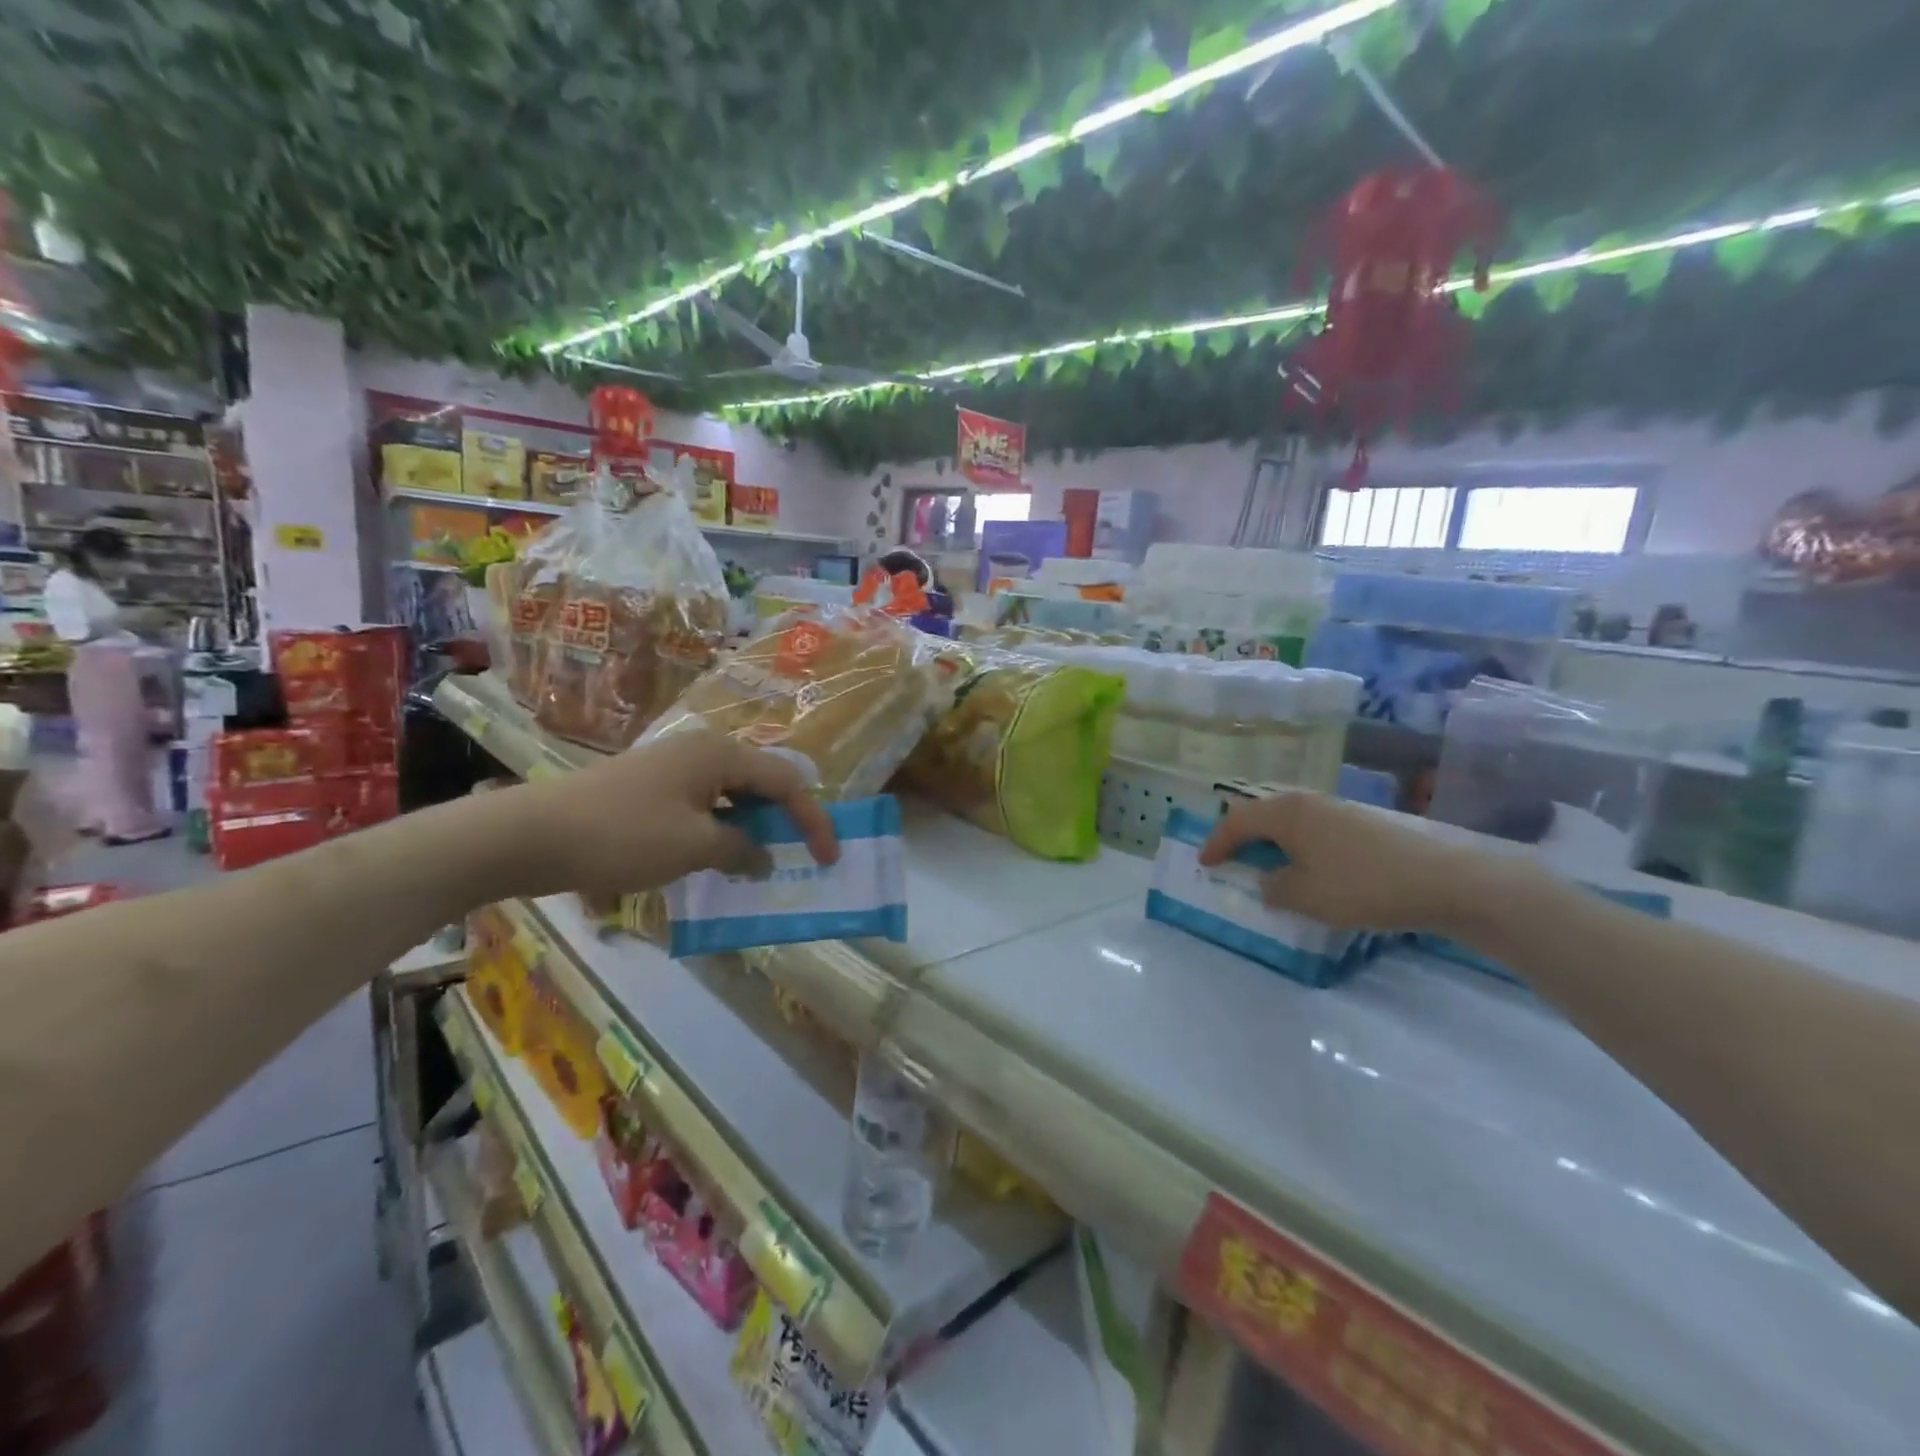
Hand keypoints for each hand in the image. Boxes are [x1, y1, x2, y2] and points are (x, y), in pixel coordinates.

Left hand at [515, 731, 838, 900]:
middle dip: (784, 820)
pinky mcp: (651, 787)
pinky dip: (721, 828)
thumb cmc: (624, 835)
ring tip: (762, 861)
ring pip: (732, 794)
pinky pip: (704, 803)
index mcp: (720, 754)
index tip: (828, 857)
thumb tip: (764, 857)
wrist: (533, 835)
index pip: (786, 782)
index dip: (812, 820)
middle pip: (761, 782)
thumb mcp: (694, 847)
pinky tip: (719, 856)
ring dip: (752, 827)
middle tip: (799, 856)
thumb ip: (740, 849)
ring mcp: (673, 767)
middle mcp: (701, 750)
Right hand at [1198, 790, 1529, 933]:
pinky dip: (1297, 845)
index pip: (1236, 821)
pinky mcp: (1362, 822)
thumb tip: (1267, 880)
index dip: (1216, 842)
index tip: (1204, 863)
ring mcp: (1338, 809)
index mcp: (1285, 813)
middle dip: (1241, 836)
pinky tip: (1308, 866)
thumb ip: (1274, 888)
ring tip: (1265, 864)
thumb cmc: (1362, 885)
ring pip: (1289, 820)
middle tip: (1229, 858)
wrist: (1445, 880)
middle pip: (1261, 814)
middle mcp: (1307, 802)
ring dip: (1271, 841)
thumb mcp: (1306, 896)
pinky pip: (1312, 828)